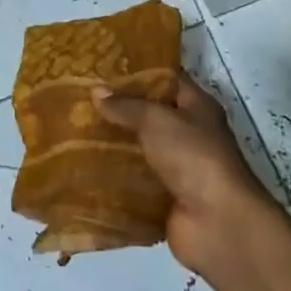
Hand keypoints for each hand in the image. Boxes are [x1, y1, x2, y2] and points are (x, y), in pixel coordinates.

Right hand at [93, 73, 273, 272]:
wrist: (216, 222)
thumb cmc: (193, 157)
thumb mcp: (157, 120)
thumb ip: (126, 105)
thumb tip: (96, 90)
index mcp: (197, 108)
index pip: (166, 80)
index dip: (137, 72)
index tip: (102, 68)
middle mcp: (189, 135)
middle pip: (149, 116)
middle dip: (117, 110)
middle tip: (80, 99)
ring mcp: (177, 168)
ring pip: (139, 149)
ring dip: (112, 144)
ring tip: (74, 131)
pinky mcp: (164, 197)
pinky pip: (134, 181)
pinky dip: (113, 177)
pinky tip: (83, 167)